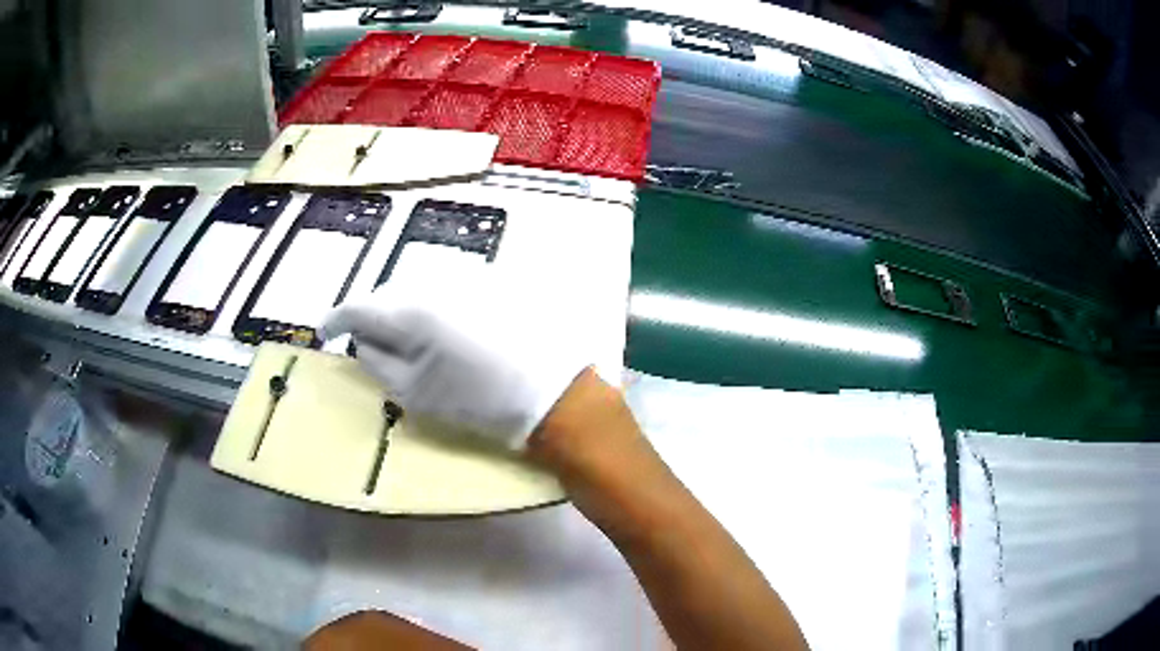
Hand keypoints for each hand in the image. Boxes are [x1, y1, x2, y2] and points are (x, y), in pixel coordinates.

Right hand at [319, 246, 588, 448]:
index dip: (336, 319)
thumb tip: (361, 340)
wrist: (554, 391)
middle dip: (372, 314)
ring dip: (402, 305)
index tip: (326, 330)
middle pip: (387, 291)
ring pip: (416, 283)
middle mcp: (434, 279)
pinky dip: (431, 301)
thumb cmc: (480, 401)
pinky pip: (445, 284)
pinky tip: (442, 325)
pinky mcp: (492, 277)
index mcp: (410, 310)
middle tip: (368, 339)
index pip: (358, 306)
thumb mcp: (415, 393)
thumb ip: (377, 361)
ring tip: (406, 335)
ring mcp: (466, 274)